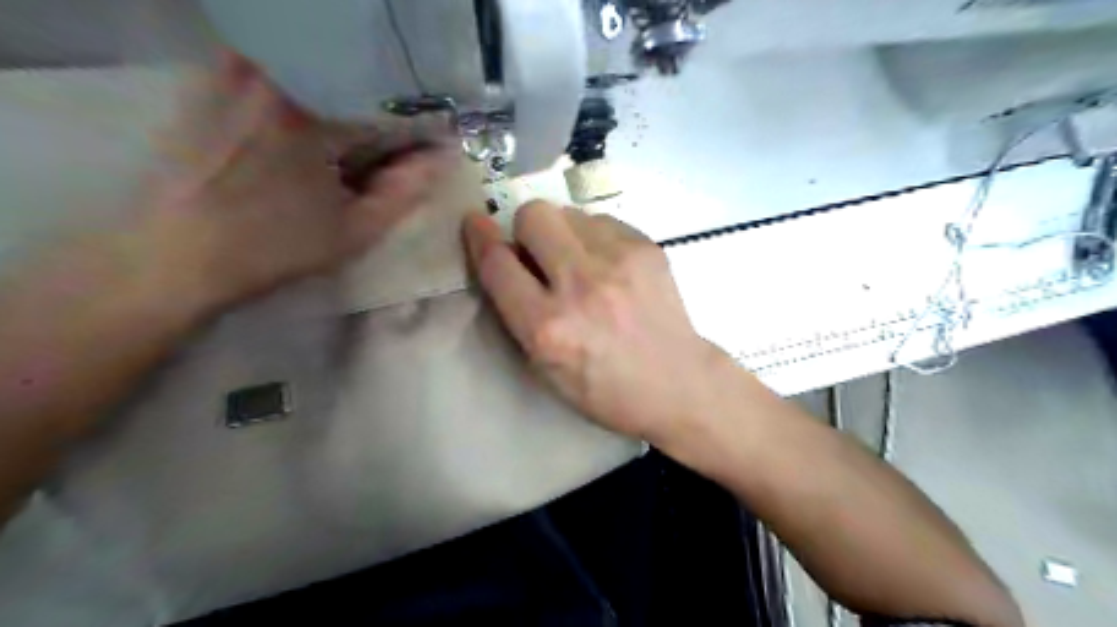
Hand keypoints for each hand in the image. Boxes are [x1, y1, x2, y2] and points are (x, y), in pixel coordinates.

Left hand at [134, 49, 451, 313]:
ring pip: (316, 81)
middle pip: (351, 88)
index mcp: (317, 115)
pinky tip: (303, 139)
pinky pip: (276, 78)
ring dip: (341, 108)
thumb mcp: (355, 230)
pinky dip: (303, 100)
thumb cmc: (275, 247)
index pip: (387, 108)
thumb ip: (405, 192)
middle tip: (385, 156)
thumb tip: (443, 159)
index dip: (412, 132)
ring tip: (346, 150)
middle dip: (377, 119)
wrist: (176, 255)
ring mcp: (240, 76)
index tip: (423, 152)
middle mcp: (278, 80)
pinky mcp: (211, 84)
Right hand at [460, 200, 723, 445]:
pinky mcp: (646, 247)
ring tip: (578, 262)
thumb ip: (519, 313)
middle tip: (538, 253)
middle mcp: (580, 286)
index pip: (498, 264)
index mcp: (548, 328)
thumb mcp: (546, 369)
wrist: (677, 383)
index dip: (479, 238)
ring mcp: (618, 261)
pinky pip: (601, 220)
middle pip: (533, 215)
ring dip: (561, 233)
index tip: (475, 224)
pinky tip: (607, 265)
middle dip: (525, 229)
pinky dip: (594, 237)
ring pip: (568, 211)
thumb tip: (508, 260)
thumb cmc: (605, 389)